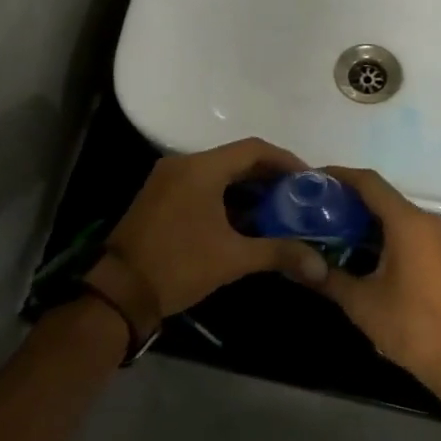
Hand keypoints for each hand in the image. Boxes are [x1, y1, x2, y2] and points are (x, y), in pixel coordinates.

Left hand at [104, 138, 329, 319]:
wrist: (121, 291)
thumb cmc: (179, 266)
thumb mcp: (233, 259)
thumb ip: (279, 253)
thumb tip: (320, 265)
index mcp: (201, 168)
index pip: (253, 149)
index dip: (285, 160)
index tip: (309, 178)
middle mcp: (183, 165)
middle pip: (236, 158)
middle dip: (268, 175)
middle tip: (298, 195)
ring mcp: (168, 179)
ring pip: (218, 173)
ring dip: (247, 187)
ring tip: (279, 207)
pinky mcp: (160, 196)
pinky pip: (201, 185)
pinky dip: (226, 196)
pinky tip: (247, 219)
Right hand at [299, 167, 440, 391]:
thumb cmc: (411, 325)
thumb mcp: (360, 301)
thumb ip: (326, 276)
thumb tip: (295, 265)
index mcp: (408, 223)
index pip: (368, 183)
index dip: (338, 176)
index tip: (312, 180)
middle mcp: (426, 221)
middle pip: (381, 196)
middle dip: (346, 200)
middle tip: (313, 208)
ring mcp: (438, 237)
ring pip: (394, 215)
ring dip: (363, 219)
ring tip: (327, 228)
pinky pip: (406, 230)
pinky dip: (380, 233)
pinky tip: (355, 249)